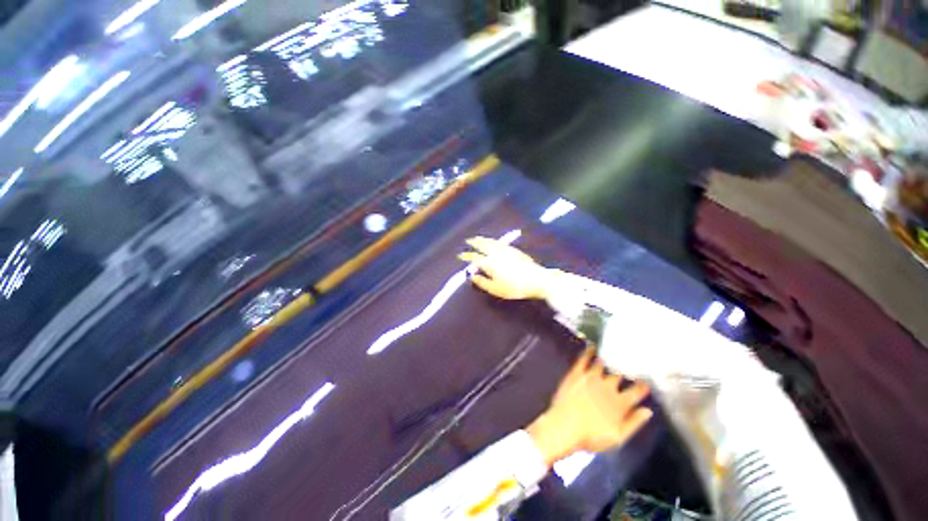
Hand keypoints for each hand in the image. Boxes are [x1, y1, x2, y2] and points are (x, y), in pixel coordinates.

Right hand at [458, 237, 550, 299]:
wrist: (537, 279)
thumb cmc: (515, 287)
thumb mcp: (496, 289)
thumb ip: (482, 282)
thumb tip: (472, 276)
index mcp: (490, 263)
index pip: (475, 258)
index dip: (466, 256)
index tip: (460, 255)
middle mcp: (496, 253)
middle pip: (483, 245)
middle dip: (474, 242)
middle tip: (468, 240)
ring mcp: (506, 250)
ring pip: (492, 242)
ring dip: (483, 239)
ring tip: (478, 238)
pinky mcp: (514, 250)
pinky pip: (499, 242)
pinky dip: (493, 240)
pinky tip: (494, 242)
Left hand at [527, 348, 652, 466]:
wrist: (565, 426)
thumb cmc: (591, 436)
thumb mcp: (617, 437)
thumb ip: (634, 423)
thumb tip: (647, 411)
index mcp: (620, 403)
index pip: (636, 391)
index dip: (642, 386)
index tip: (645, 383)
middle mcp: (608, 387)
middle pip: (618, 375)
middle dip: (622, 372)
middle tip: (625, 366)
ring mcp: (591, 378)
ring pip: (602, 365)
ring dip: (606, 362)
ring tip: (610, 357)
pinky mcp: (577, 373)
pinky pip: (584, 359)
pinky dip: (588, 352)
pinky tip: (591, 347)